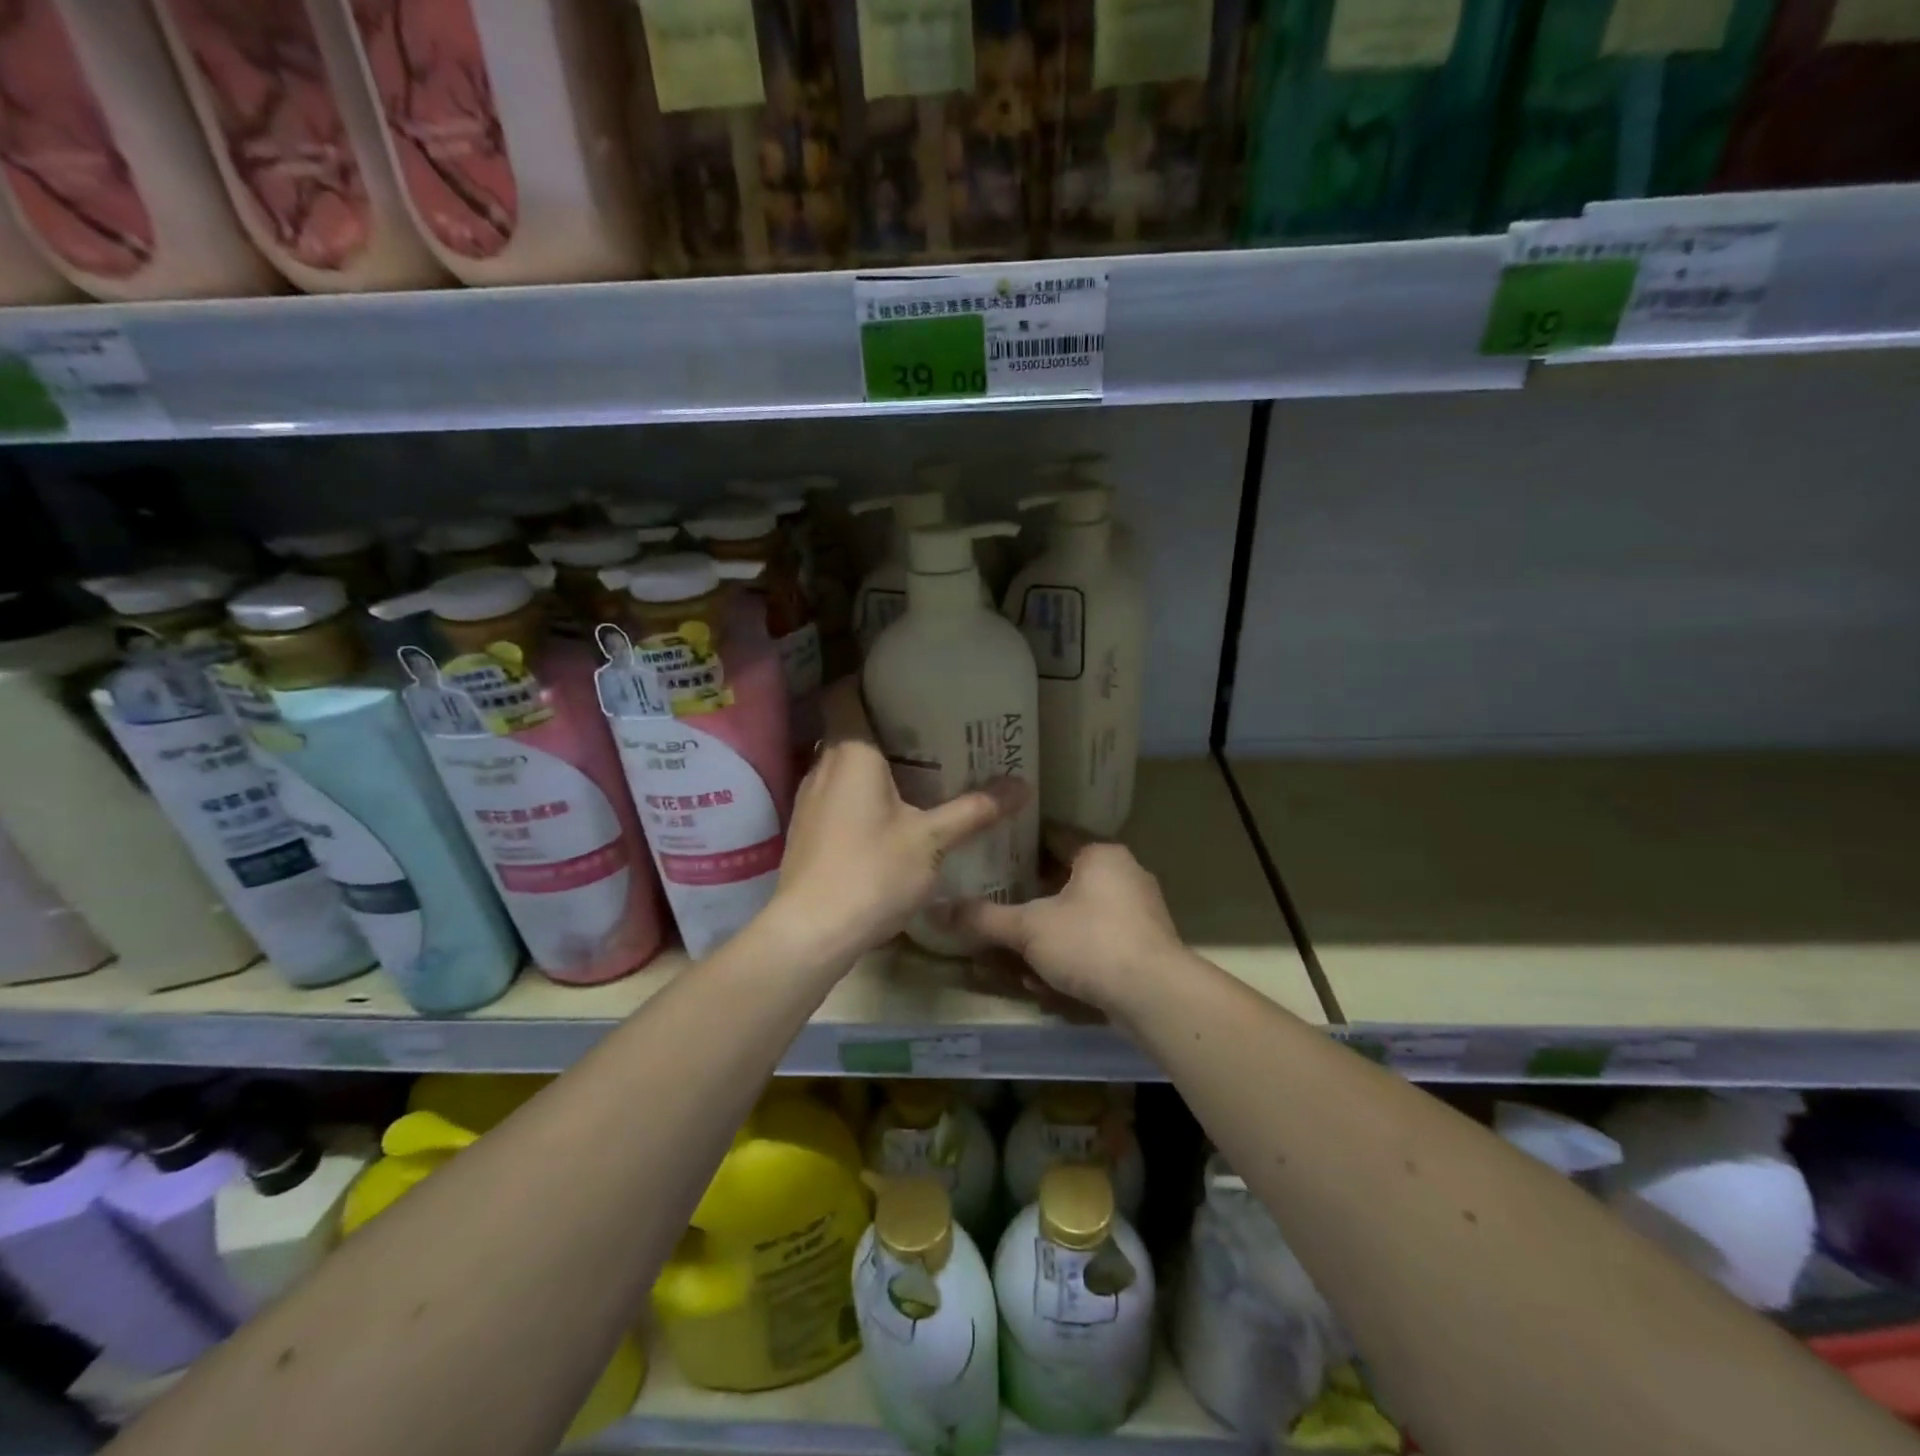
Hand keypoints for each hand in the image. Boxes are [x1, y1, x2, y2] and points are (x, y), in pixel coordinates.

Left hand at [770, 679, 1026, 962]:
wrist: (812, 932)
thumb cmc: (873, 871)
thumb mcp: (932, 840)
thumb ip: (975, 810)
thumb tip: (1022, 786)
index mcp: (850, 753)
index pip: (846, 695)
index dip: (869, 682)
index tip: (905, 685)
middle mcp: (823, 767)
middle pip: (851, 731)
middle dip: (888, 728)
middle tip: (933, 730)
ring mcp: (809, 800)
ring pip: (844, 766)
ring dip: (875, 765)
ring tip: (920, 770)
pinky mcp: (806, 829)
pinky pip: (837, 794)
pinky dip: (862, 793)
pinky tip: (891, 814)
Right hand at [938, 830, 1184, 1018]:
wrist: (1156, 997)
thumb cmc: (1090, 942)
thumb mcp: (1028, 928)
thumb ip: (983, 919)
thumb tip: (935, 910)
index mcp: (1099, 854)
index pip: (1051, 836)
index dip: (1017, 844)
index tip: (986, 854)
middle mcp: (1122, 875)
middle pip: (1061, 880)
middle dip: (1025, 902)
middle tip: (992, 910)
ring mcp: (1136, 913)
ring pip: (1075, 917)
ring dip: (1043, 938)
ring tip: (1008, 958)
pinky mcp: (1142, 947)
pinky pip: (1093, 943)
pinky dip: (1067, 957)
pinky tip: (1042, 982)